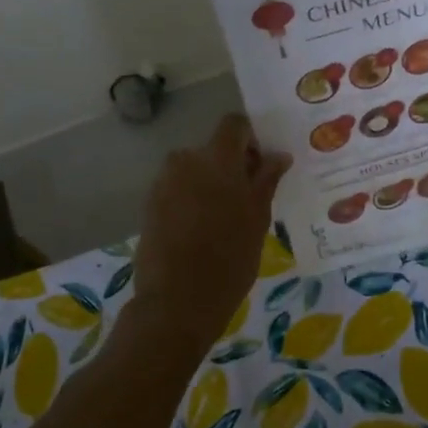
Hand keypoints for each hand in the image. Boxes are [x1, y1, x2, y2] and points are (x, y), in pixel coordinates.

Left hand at [132, 115, 290, 350]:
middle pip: (213, 149)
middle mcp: (186, 160)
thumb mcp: (258, 219)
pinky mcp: (150, 205)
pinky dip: (192, 200)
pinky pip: (178, 190)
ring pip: (194, 171)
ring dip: (211, 184)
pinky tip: (202, 232)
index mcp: (217, 158)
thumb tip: (278, 155)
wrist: (177, 301)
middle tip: (248, 200)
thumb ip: (266, 180)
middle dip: (231, 166)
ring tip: (224, 220)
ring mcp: (164, 182)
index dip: (250, 140)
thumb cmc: (229, 259)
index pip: (234, 125)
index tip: (261, 168)